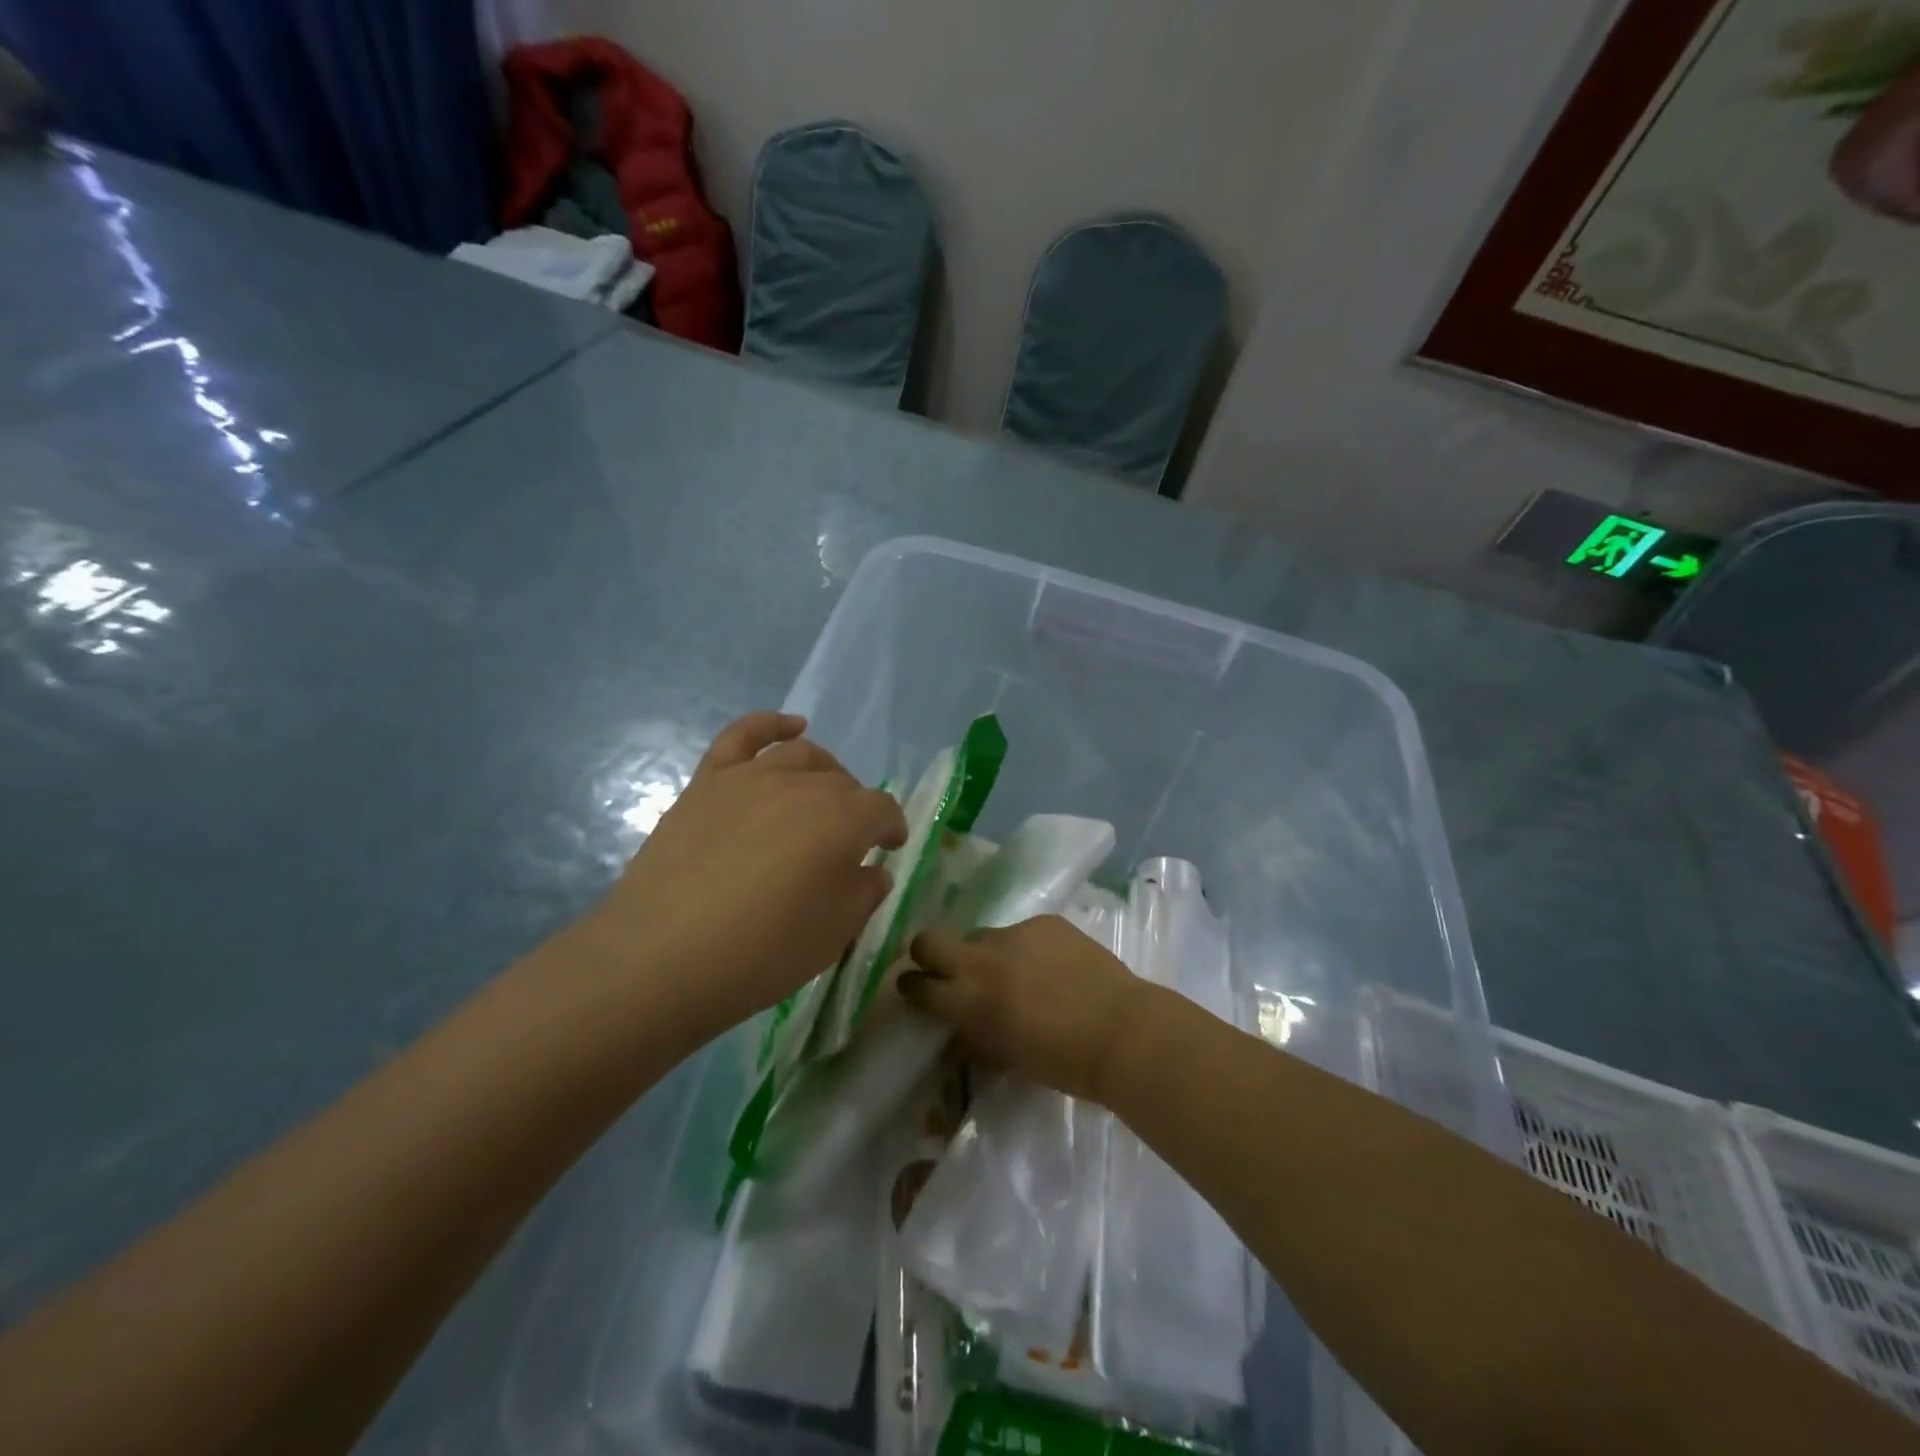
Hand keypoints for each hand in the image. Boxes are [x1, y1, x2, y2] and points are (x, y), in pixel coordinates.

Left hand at [573, 712, 907, 1046]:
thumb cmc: (760, 953)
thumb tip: (871, 870)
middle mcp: (802, 786)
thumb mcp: (834, 935)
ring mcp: (751, 778)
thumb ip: (864, 893)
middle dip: (856, 808)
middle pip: (843, 783)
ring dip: (824, 771)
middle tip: (848, 842)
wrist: (661, 958)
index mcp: (843, 821)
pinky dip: (772, 724)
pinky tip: (791, 726)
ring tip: (823, 795)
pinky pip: (744, 735)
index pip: (882, 810)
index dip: (891, 828)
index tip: (889, 849)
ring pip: (802, 756)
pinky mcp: (708, 781)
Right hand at [900, 917, 1148, 1101]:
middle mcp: (981, 959)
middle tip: (942, 967)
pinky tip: (1052, 968)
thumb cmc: (1063, 1061)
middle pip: (929, 940)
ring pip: (981, 936)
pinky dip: (1026, 949)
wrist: (1122, 1031)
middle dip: (927, 953)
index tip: (914, 989)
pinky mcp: (1044, 921)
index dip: (911, 987)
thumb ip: (975, 1038)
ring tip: (1018, 975)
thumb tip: (958, 1031)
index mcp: (968, 1000)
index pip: (918, 985)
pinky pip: (1021, 932)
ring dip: (987, 955)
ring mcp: (1014, 933)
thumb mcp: (1007, 1058)